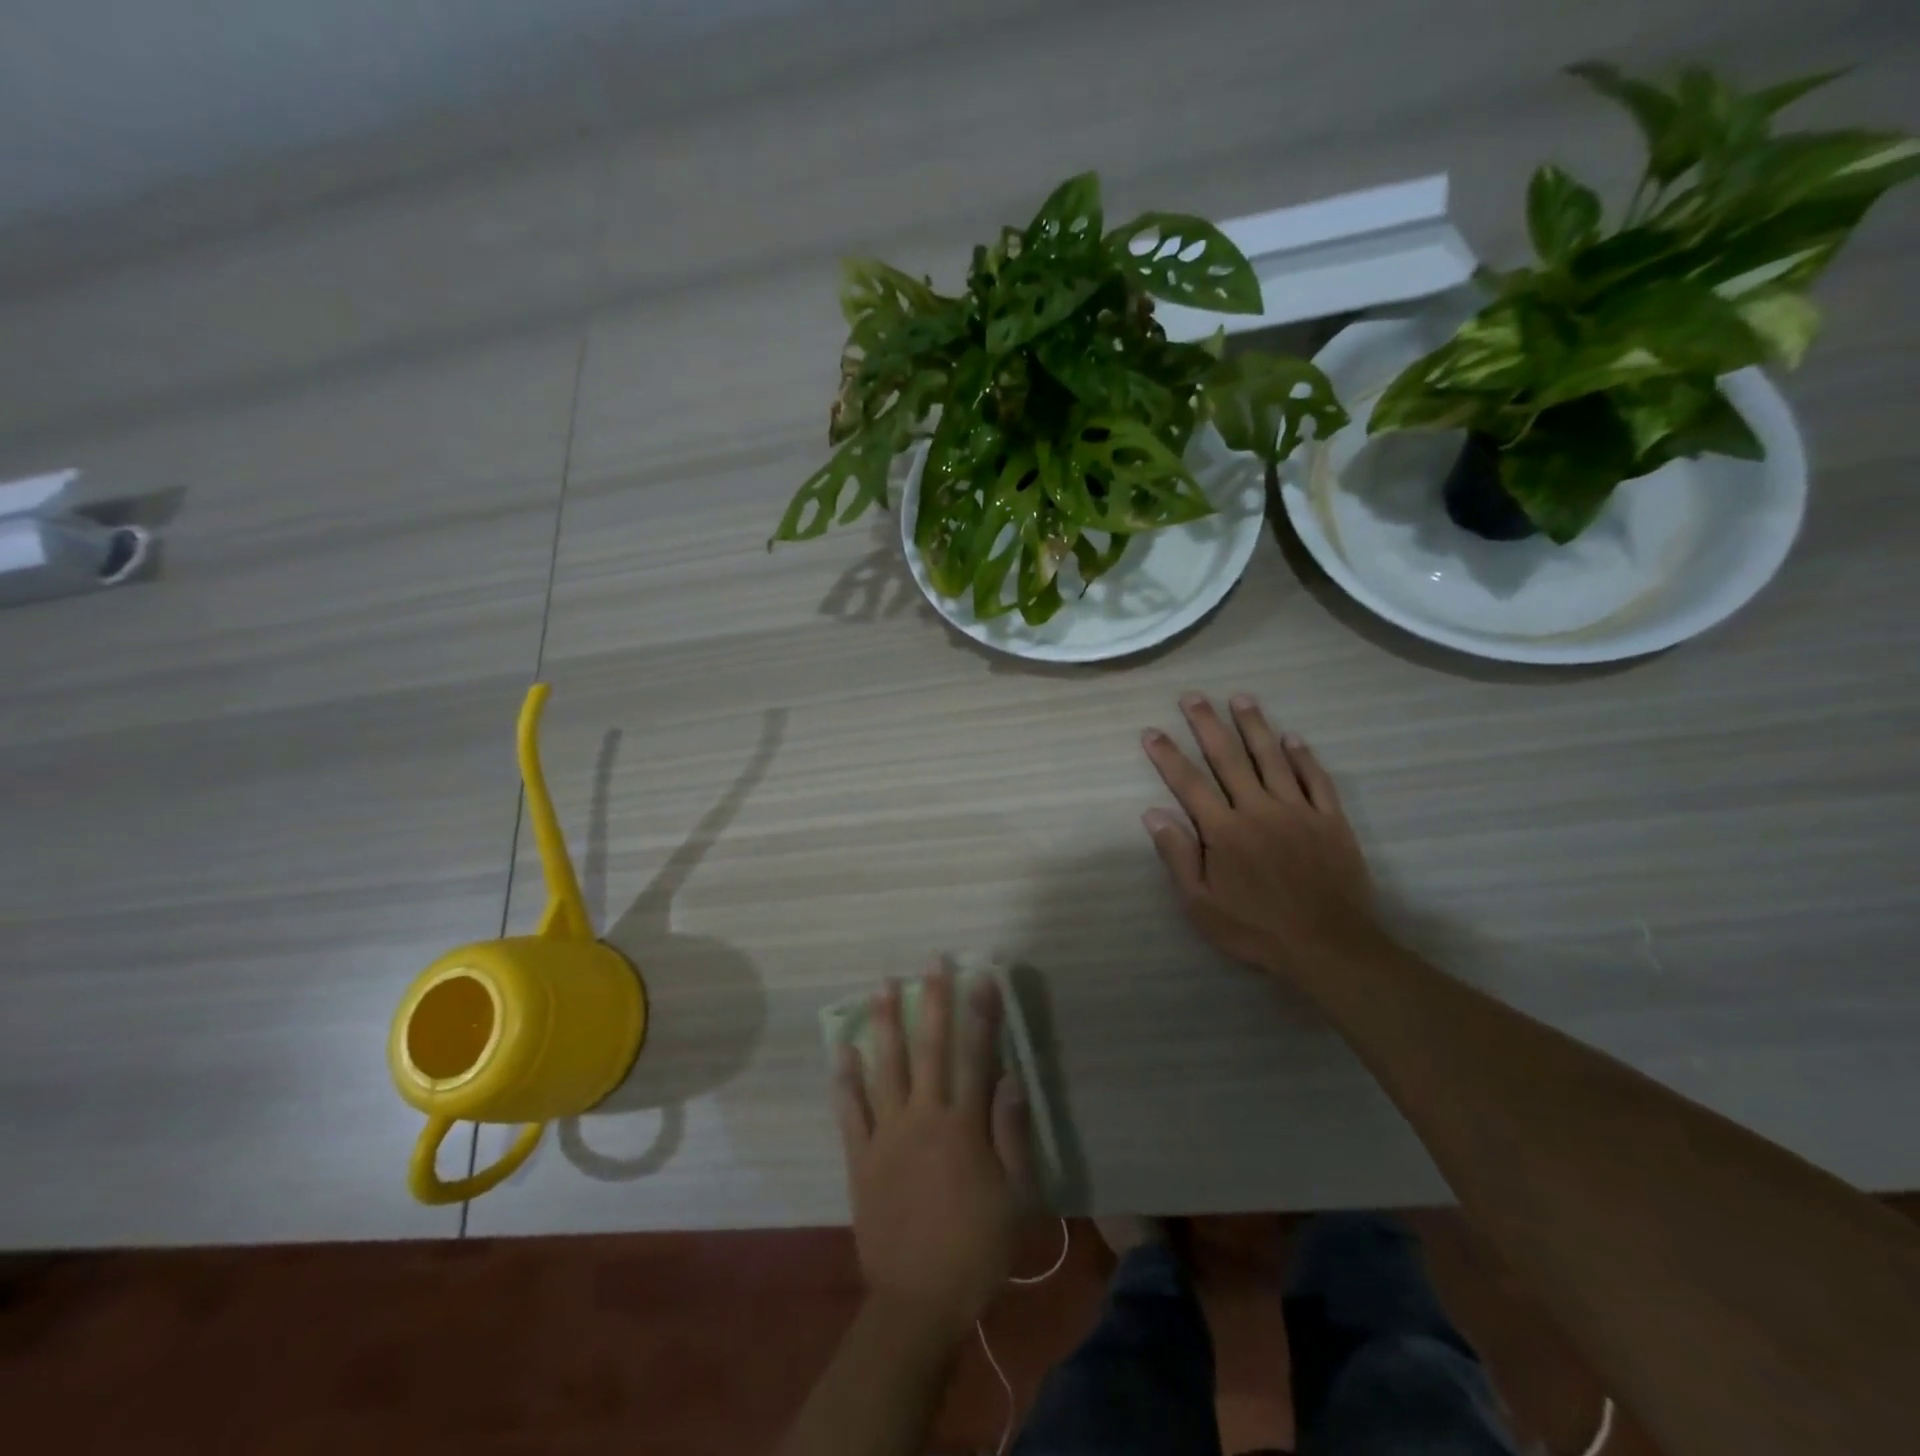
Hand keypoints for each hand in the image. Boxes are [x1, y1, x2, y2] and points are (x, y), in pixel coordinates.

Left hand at [834, 967, 1032, 1341]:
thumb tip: (1010, 1076)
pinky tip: (841, 1047)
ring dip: (885, 1023)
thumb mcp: (1014, 1197)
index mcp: (963, 1126)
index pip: (976, 1056)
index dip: (980, 1013)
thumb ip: (1011, 1134)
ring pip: (886, 1067)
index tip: (981, 975)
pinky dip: (845, 1077)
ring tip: (881, 986)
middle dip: (933, 1000)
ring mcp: (887, 1134)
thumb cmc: (976, 1248)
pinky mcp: (860, 1156)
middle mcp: (923, 1117)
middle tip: (931, 961)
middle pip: (930, 1048)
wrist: (918, 1301)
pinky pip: (850, 1109)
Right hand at [1142, 692, 1374, 974]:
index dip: (1168, 755)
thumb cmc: (1257, 929)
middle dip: (1207, 725)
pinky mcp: (1330, 820)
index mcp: (1224, 830)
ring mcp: (1298, 811)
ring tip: (1240, 698)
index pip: (1189, 783)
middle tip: (1193, 697)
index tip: (1151, 731)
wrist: (1329, 946)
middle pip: (1228, 758)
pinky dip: (1303, 756)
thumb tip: (1153, 813)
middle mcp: (1258, 809)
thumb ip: (1178, 855)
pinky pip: (1315, 779)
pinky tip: (1292, 737)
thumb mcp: (1201, 904)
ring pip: (1272, 758)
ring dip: (1254, 726)